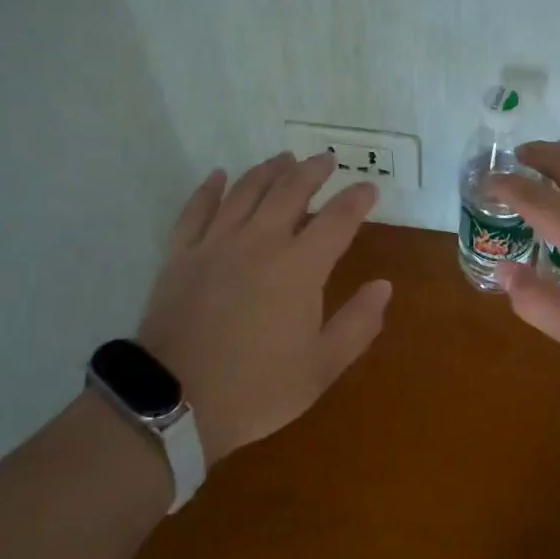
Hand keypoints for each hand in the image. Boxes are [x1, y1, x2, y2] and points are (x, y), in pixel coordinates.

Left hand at [134, 153, 391, 465]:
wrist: (175, 401)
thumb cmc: (257, 388)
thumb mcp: (321, 367)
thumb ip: (358, 323)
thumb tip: (384, 285)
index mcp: (300, 266)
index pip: (338, 219)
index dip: (357, 199)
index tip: (369, 187)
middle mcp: (261, 240)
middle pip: (291, 190)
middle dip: (313, 171)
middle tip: (326, 159)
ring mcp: (217, 242)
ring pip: (247, 190)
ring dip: (269, 170)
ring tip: (284, 158)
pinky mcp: (181, 253)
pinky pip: (196, 209)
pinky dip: (209, 189)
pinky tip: (219, 175)